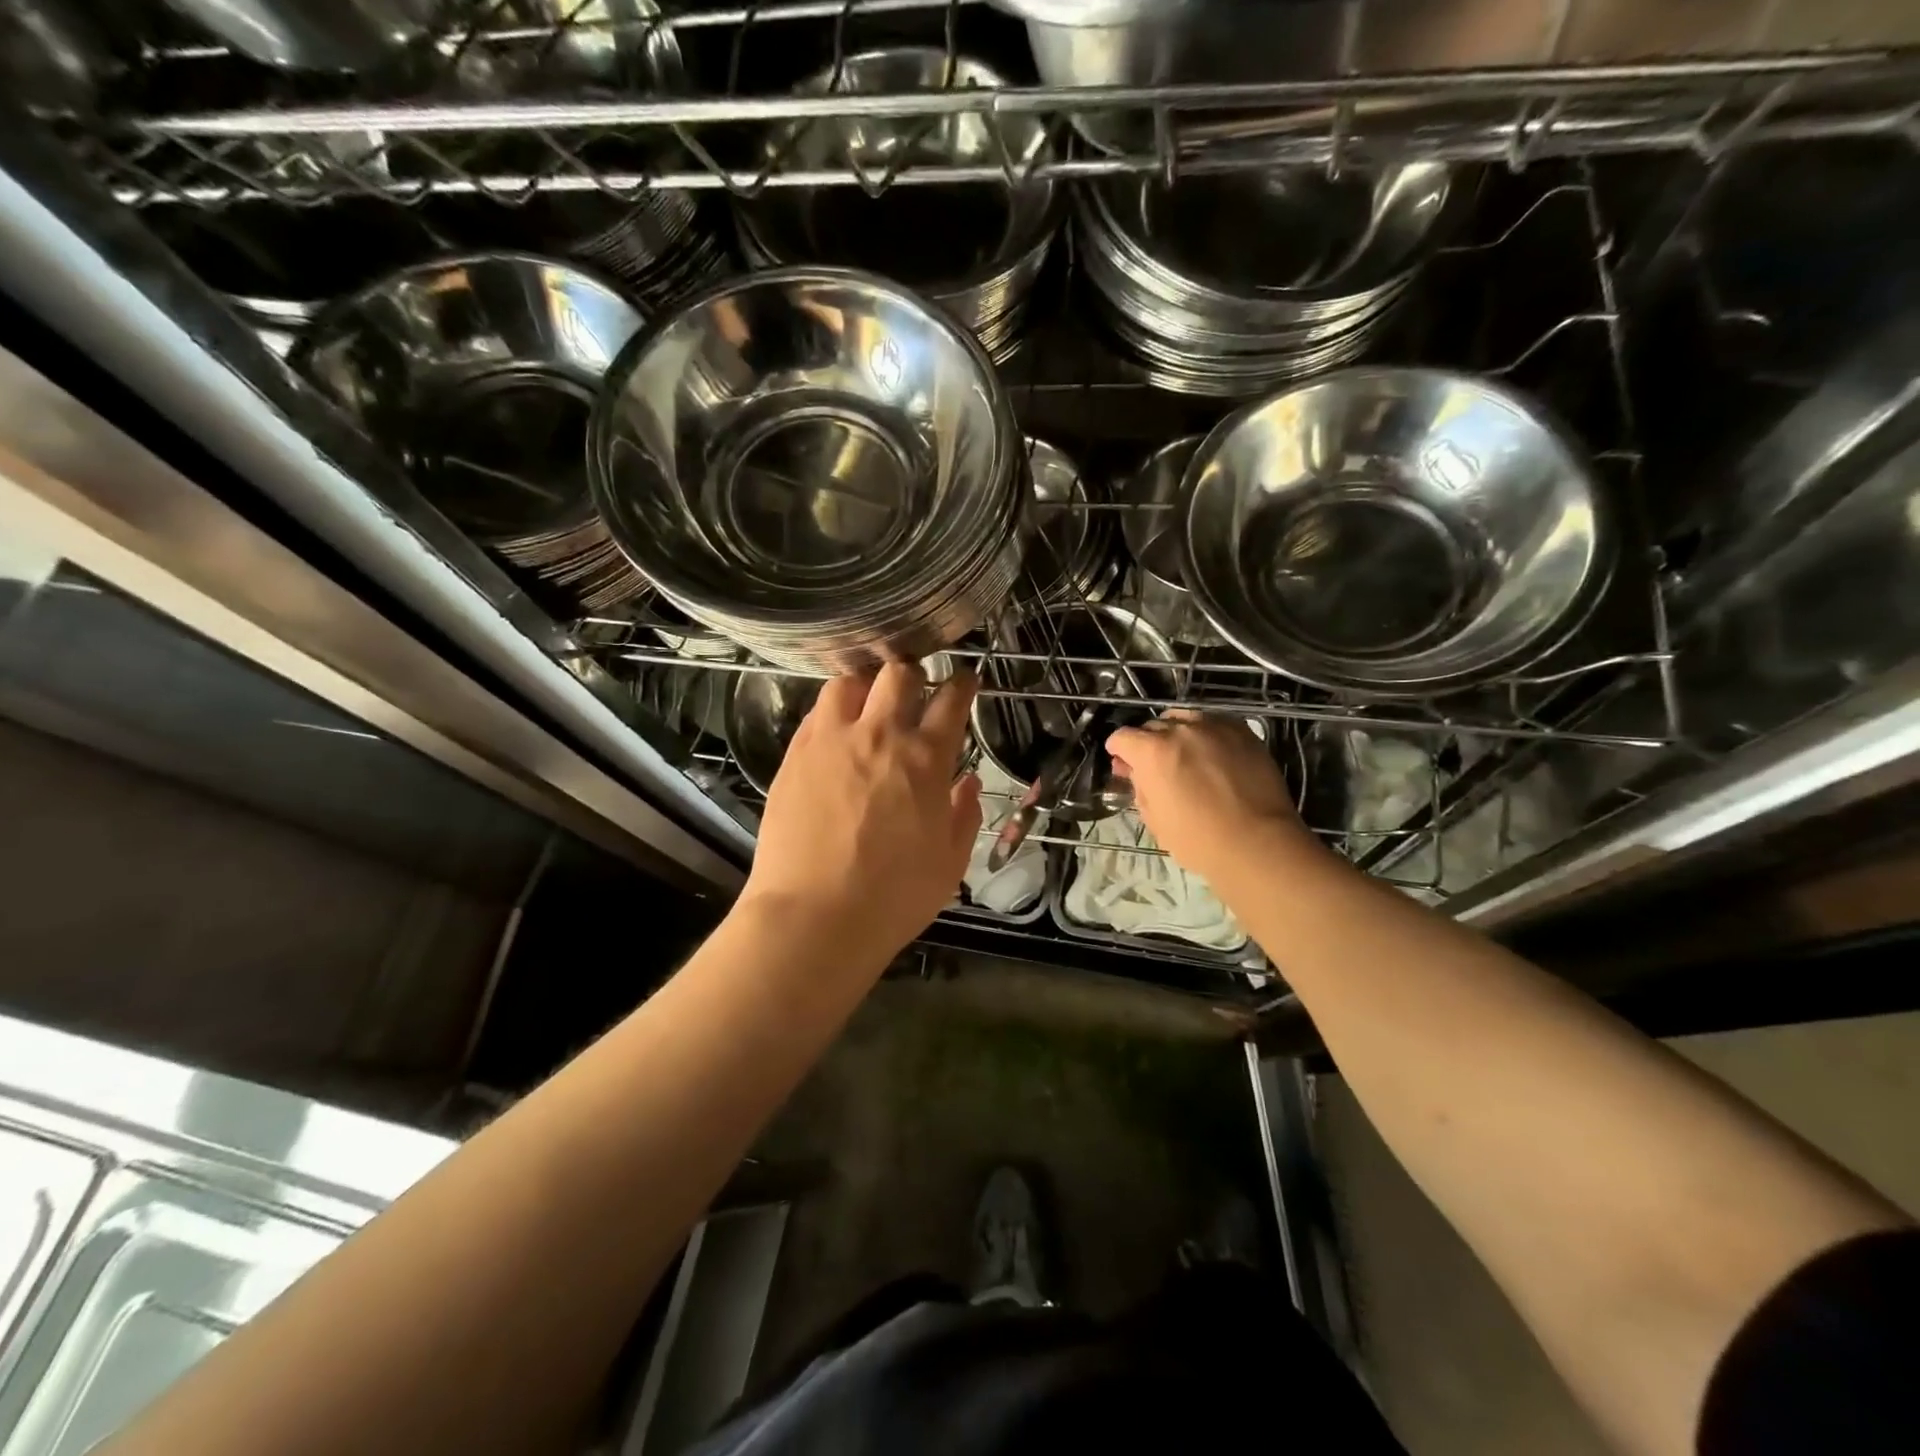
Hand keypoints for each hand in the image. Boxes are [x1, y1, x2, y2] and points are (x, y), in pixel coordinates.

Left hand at [741, 663, 981, 962]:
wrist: (813, 916)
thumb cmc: (893, 897)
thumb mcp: (950, 863)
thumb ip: (965, 815)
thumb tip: (966, 782)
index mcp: (925, 759)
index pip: (951, 699)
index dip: (962, 683)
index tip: (965, 681)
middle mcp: (879, 735)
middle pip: (898, 673)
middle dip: (913, 674)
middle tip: (915, 691)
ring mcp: (831, 740)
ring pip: (849, 681)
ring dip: (867, 684)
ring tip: (869, 702)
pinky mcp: (795, 754)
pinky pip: (817, 712)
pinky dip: (834, 711)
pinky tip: (836, 731)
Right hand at [1106, 712, 1318, 883]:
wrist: (1258, 842)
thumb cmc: (1198, 839)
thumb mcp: (1154, 818)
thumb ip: (1139, 787)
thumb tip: (1136, 772)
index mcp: (1152, 751)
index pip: (1122, 737)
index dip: (1118, 751)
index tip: (1122, 764)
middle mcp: (1181, 730)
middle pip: (1152, 726)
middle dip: (1147, 743)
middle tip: (1153, 766)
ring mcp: (1215, 726)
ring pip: (1184, 719)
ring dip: (1177, 734)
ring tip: (1184, 756)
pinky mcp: (1242, 731)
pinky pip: (1214, 723)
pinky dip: (1205, 734)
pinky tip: (1212, 754)